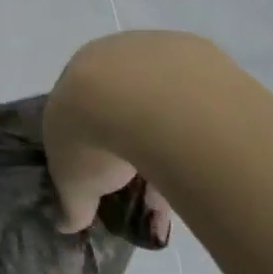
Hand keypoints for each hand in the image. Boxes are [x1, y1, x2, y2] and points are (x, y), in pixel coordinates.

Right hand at [43, 34, 178, 246]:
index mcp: (73, 77)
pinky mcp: (197, 51)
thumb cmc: (93, 134)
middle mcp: (110, 54)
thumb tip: (67, 225)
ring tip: (183, 175)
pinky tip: (205, 151)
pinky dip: (198, 120)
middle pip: (121, 98)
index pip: (78, 107)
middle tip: (147, 177)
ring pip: (162, 95)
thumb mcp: (72, 181)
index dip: (90, 140)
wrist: (145, 100)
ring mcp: (155, 48)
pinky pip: (196, 93)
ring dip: (169, 130)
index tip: (106, 171)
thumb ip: (72, 201)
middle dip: (131, 136)